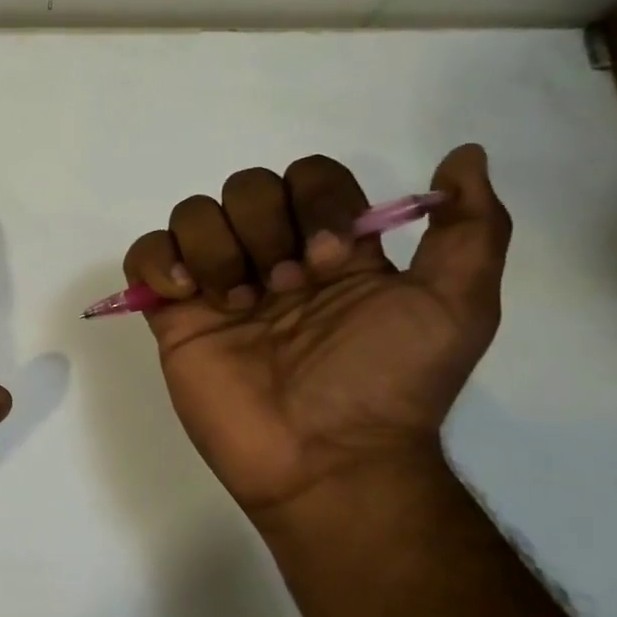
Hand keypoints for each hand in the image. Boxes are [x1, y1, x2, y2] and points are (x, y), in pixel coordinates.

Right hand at [123, 146, 509, 523]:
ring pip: (194, 213)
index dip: (316, 203)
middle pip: (247, 187)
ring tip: (236, 304)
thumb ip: (472, 230)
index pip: (310, 177)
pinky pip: (145, 255)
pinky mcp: (174, 316)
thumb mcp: (458, 307)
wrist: (325, 459)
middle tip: (283, 291)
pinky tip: (186, 295)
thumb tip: (465, 156)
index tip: (329, 261)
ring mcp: (218, 285)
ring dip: (216, 248)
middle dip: (263, 228)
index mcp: (331, 249)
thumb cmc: (387, 384)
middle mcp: (272, 256)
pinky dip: (158, 261)